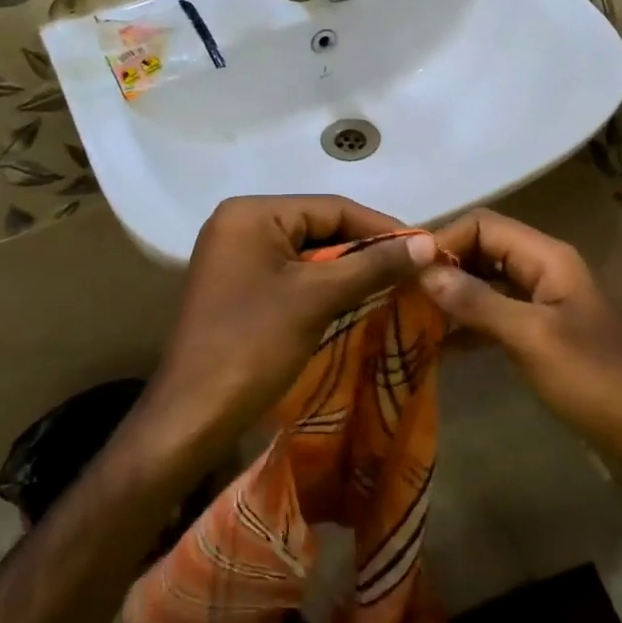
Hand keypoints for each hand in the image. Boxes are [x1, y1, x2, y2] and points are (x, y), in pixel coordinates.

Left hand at [141, 195, 434, 457]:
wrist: (194, 415)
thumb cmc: (253, 345)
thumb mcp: (317, 298)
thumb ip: (373, 265)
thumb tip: (427, 243)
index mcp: (251, 213)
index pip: (332, 207)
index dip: (381, 227)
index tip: (425, 248)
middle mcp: (240, 224)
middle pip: (320, 226)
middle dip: (366, 249)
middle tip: (413, 269)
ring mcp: (237, 256)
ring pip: (309, 252)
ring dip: (350, 269)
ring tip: (395, 284)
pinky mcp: (240, 286)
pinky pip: (293, 273)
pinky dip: (326, 285)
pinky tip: (359, 299)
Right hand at [418, 209, 621, 476]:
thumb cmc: (596, 379)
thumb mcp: (531, 337)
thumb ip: (477, 302)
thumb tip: (424, 271)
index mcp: (547, 257)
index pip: (483, 225)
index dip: (443, 240)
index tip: (404, 272)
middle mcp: (543, 269)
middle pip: (483, 250)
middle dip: (443, 267)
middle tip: (399, 296)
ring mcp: (543, 301)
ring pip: (486, 283)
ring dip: (451, 297)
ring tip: (408, 319)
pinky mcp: (541, 333)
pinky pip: (495, 315)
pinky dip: (467, 325)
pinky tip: (437, 347)